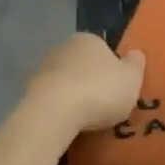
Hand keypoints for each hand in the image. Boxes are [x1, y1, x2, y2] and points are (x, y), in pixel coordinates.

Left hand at [20, 35, 145, 143]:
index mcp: (89, 39)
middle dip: (92, 80)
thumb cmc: (99, 90)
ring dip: (74, 96)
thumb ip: (136, 64)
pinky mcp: (29, 94)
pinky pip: (52, 100)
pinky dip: (60, 110)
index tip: (118, 86)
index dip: (113, 67)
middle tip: (104, 103)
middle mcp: (64, 48)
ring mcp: (43, 70)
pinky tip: (69, 125)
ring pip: (66, 82)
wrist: (53, 113)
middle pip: (83, 64)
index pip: (104, 48)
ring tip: (87, 119)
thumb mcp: (132, 78)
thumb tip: (135, 54)